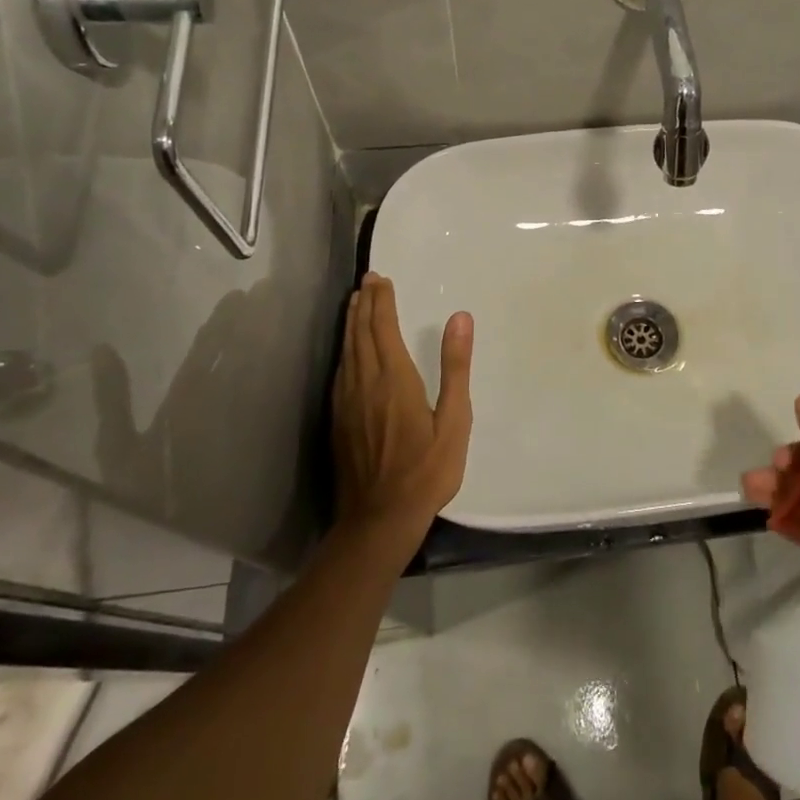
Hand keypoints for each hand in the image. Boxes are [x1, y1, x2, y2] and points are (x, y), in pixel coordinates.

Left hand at [333, 273, 472, 545]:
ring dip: (352, 323)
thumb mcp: (455, 420)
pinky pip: (340, 372)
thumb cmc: (427, 471)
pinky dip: (345, 349)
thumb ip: (455, 366)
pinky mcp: (339, 421)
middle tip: (368, 281)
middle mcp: (365, 384)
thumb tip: (459, 317)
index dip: (382, 302)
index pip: (383, 329)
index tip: (382, 279)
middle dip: (365, 304)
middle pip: (361, 334)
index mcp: (394, 380)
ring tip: (355, 303)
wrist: (379, 520)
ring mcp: (347, 403)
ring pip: (347, 351)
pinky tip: (348, 351)